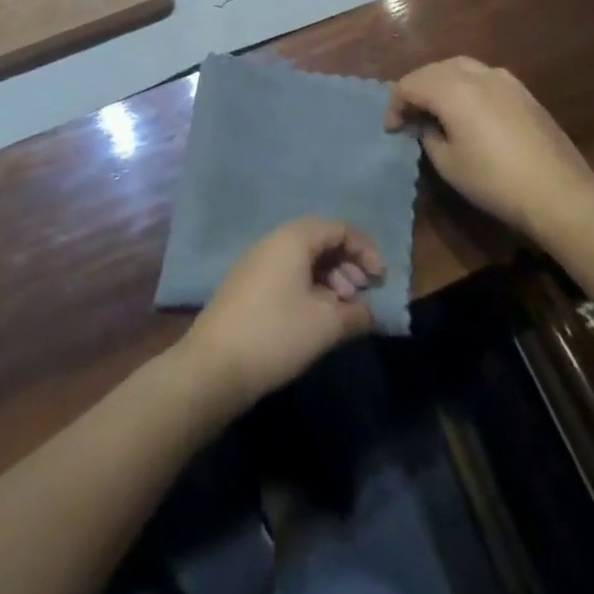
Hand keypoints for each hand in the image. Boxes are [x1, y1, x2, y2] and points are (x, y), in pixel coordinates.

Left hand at [180, 218, 382, 414]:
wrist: (214, 366)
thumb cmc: (276, 334)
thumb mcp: (326, 325)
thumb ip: (356, 314)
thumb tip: (369, 312)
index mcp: (293, 238)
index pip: (338, 228)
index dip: (365, 249)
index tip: (380, 280)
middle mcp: (273, 241)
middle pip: (320, 240)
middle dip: (347, 264)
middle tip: (361, 295)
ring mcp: (256, 263)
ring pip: (303, 259)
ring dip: (329, 279)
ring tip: (341, 311)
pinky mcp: (247, 286)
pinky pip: (287, 274)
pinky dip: (309, 288)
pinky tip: (316, 318)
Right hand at [386, 57, 593, 240]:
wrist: (559, 192)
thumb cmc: (495, 181)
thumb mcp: (449, 165)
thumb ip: (429, 137)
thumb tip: (428, 126)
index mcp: (452, 90)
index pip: (410, 84)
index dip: (395, 105)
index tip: (391, 129)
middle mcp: (476, 74)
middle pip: (433, 69)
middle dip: (416, 88)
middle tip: (409, 115)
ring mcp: (503, 79)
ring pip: (459, 66)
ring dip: (440, 82)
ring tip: (435, 107)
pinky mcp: (522, 90)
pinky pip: (482, 76)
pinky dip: (464, 84)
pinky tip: (467, 109)